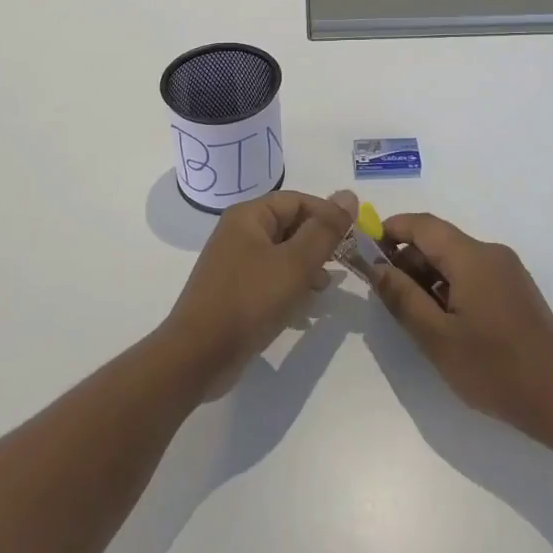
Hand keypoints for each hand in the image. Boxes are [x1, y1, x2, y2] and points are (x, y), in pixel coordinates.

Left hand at [161, 189, 356, 398]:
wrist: (197, 357)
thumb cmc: (248, 301)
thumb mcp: (295, 264)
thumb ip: (324, 230)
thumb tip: (348, 195)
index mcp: (249, 216)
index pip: (298, 200)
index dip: (328, 216)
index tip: (354, 239)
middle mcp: (239, 232)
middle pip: (290, 225)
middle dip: (319, 244)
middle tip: (344, 265)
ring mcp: (235, 263)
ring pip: (283, 254)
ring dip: (308, 267)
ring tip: (325, 289)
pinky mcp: (236, 291)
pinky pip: (271, 278)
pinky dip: (291, 287)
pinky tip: (305, 308)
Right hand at [372, 213, 552, 443]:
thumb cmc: (495, 370)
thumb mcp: (437, 338)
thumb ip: (402, 298)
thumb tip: (376, 268)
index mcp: (472, 257)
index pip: (422, 225)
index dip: (390, 230)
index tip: (365, 252)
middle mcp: (491, 253)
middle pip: (438, 240)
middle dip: (407, 260)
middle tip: (387, 295)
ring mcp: (507, 271)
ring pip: (455, 259)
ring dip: (428, 276)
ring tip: (415, 315)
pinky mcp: (516, 290)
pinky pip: (473, 273)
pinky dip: (450, 286)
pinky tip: (445, 321)